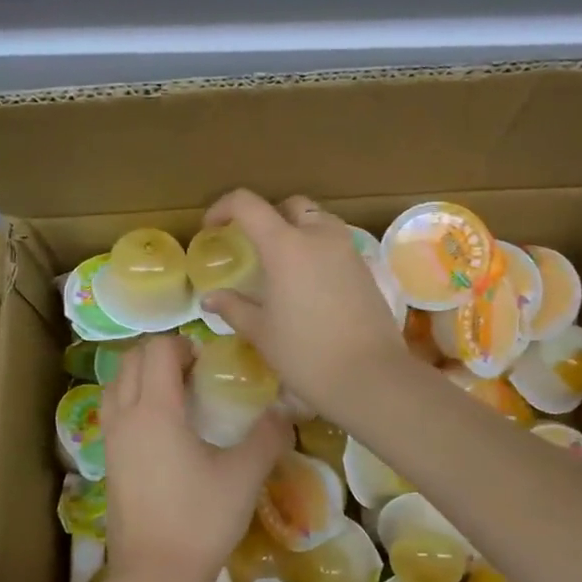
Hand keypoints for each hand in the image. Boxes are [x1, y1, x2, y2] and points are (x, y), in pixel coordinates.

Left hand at [100, 335, 286, 581]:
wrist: (154, 577)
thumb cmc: (199, 521)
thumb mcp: (243, 477)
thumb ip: (267, 437)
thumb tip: (285, 412)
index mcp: (155, 410)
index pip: (157, 350)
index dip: (183, 346)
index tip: (210, 364)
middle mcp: (125, 417)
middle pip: (130, 361)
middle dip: (161, 356)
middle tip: (196, 375)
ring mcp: (111, 441)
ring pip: (116, 386)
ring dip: (142, 377)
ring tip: (178, 398)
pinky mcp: (109, 463)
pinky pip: (114, 413)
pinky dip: (133, 402)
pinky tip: (165, 431)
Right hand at [200, 190, 411, 421]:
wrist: (371, 377)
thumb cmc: (306, 354)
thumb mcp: (261, 332)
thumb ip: (234, 308)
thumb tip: (211, 298)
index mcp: (285, 245)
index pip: (247, 204)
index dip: (223, 208)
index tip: (212, 228)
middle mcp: (318, 236)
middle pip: (289, 205)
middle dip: (266, 216)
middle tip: (251, 244)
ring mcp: (347, 250)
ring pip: (318, 220)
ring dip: (296, 229)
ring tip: (282, 262)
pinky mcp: (366, 268)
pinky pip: (336, 243)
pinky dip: (317, 249)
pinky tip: (309, 283)